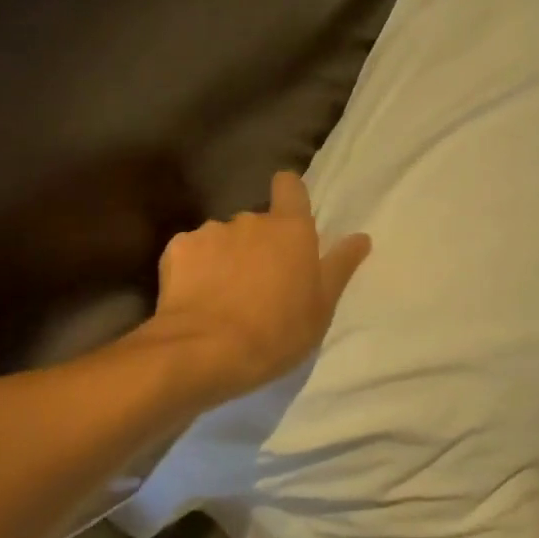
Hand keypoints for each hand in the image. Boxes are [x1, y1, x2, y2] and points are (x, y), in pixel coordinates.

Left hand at [150, 171, 370, 403]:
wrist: (204, 351)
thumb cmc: (276, 332)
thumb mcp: (321, 307)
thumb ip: (339, 266)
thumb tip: (361, 237)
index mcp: (290, 229)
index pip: (290, 186)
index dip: (289, 196)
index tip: (289, 219)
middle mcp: (250, 220)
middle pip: (257, 222)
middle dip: (257, 245)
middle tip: (259, 284)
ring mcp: (210, 231)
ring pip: (222, 238)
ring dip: (225, 257)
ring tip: (223, 296)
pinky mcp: (177, 249)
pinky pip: (191, 253)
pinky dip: (194, 269)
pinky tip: (195, 298)